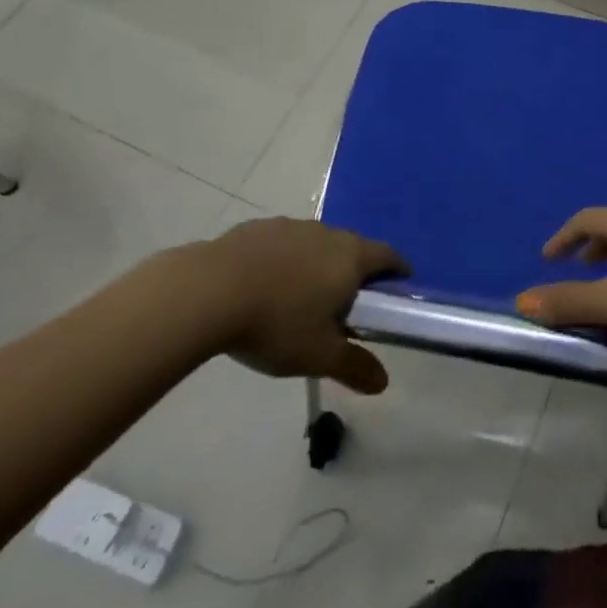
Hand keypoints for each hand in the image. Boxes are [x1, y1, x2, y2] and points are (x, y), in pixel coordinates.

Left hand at [205, 218, 408, 394]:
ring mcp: (290, 226)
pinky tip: (263, 287)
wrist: (208, 291)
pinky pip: (282, 244)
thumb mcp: (318, 356)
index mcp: (350, 257)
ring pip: (315, 244)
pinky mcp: (256, 228)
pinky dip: (283, 261)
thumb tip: (383, 381)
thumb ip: (354, 366)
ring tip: (300, 298)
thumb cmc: (276, 323)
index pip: (387, 256)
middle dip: (354, 272)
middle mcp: (326, 233)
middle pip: (352, 247)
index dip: (397, 271)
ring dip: (316, 265)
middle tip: (345, 305)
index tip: (398, 288)